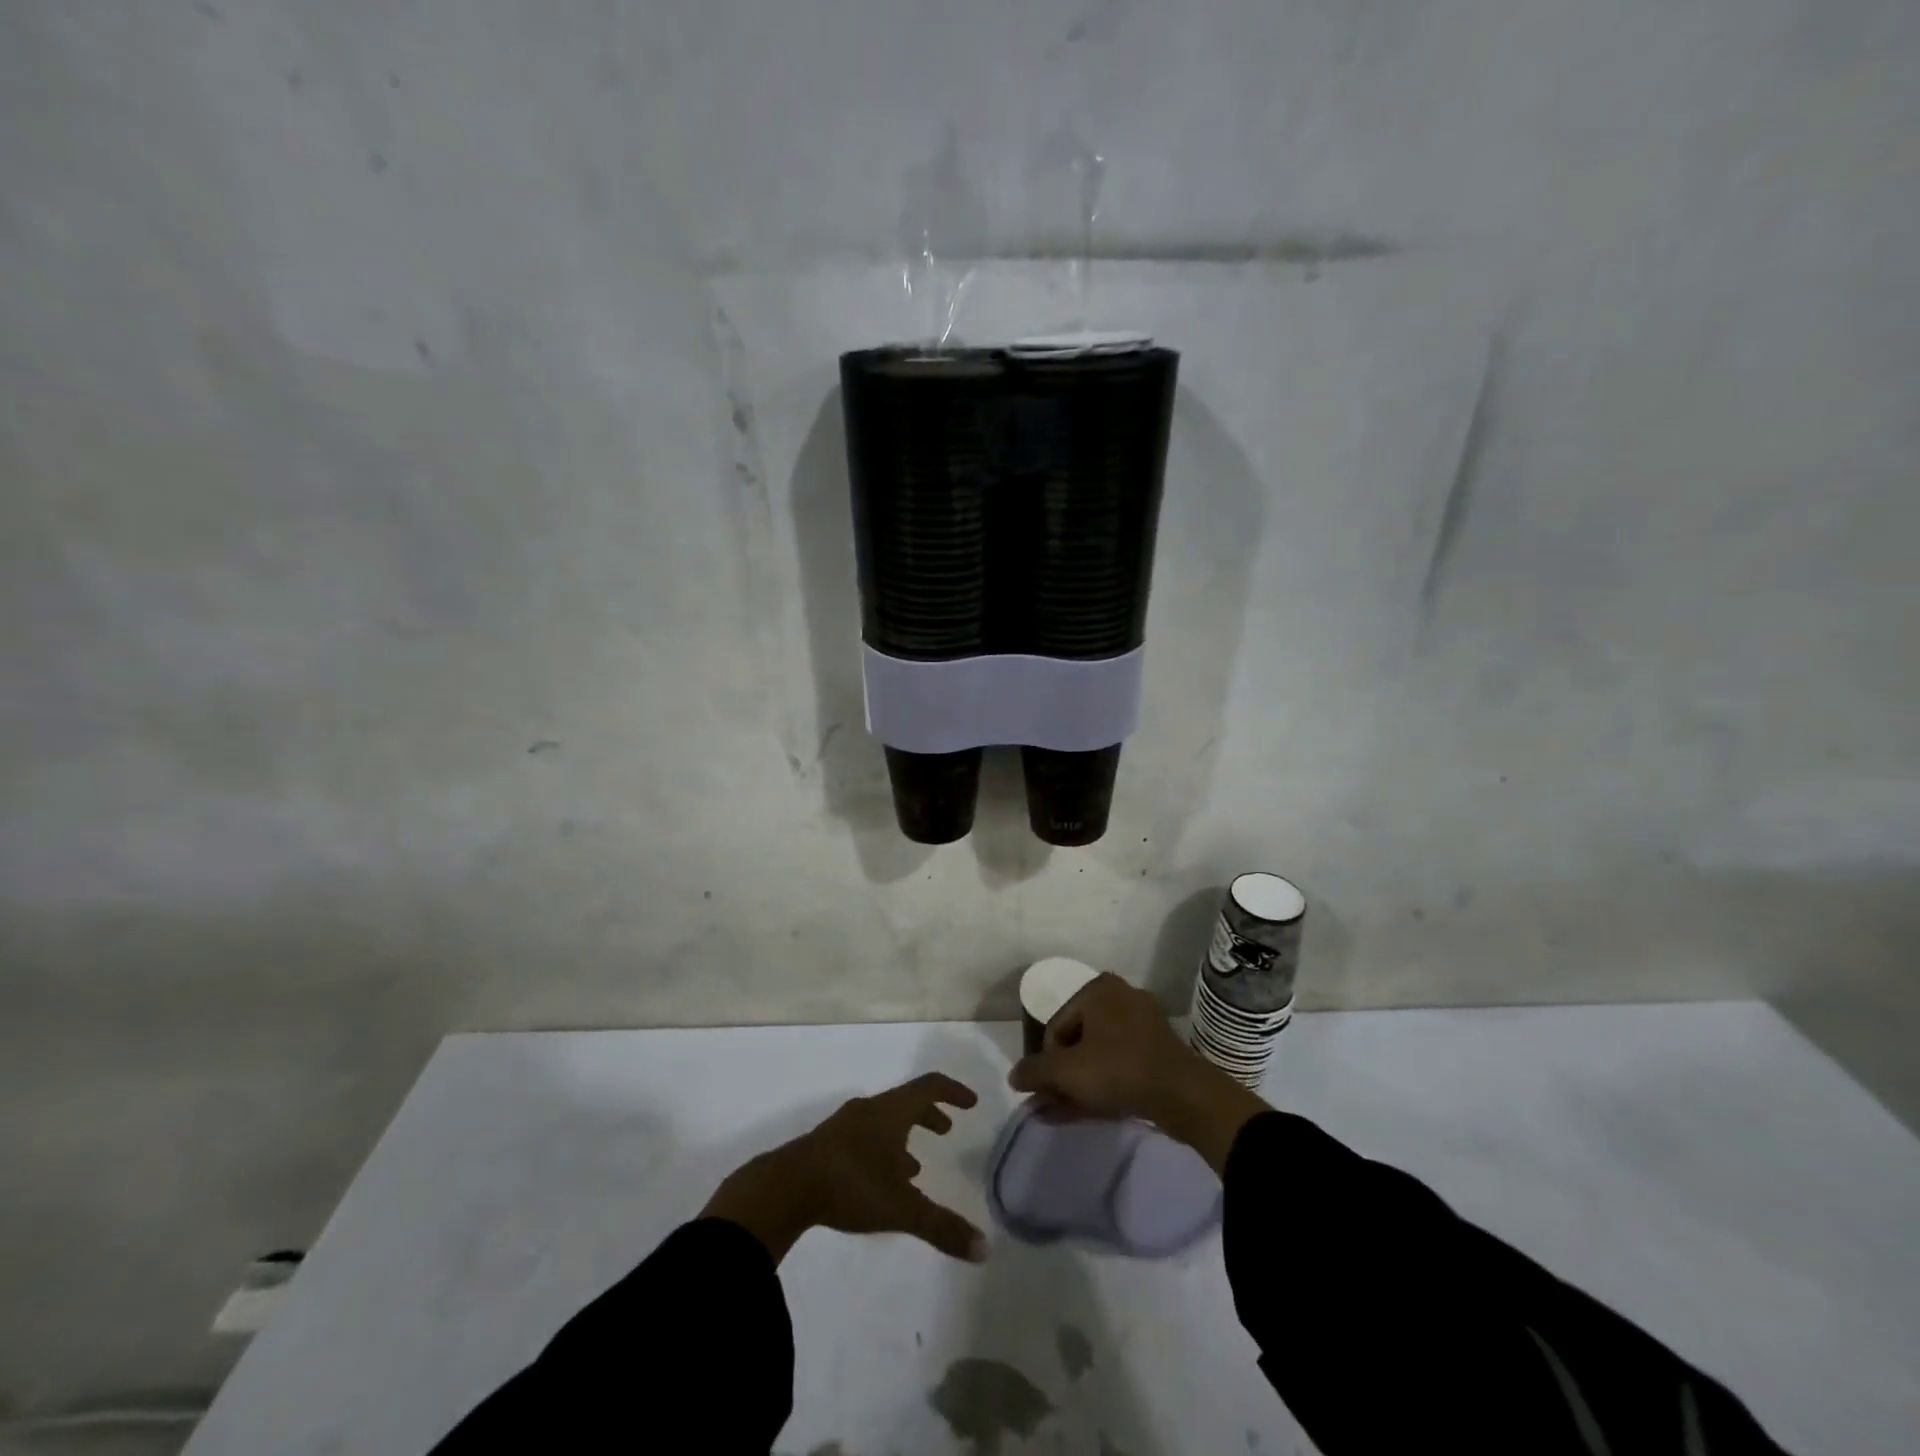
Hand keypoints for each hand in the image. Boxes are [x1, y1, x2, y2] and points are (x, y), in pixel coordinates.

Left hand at [702, 1073, 986, 1265]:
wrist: (784, 1187)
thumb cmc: (851, 1185)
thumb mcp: (902, 1208)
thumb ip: (942, 1227)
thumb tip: (985, 1249)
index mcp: (890, 1111)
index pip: (929, 1087)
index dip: (952, 1092)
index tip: (970, 1103)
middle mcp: (869, 1110)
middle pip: (905, 1102)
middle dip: (928, 1115)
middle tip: (946, 1131)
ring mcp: (843, 1126)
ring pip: (882, 1122)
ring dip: (903, 1137)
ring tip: (914, 1168)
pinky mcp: (825, 1147)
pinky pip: (863, 1138)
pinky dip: (881, 1151)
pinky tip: (878, 1182)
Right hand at [1007, 972, 1268, 1172]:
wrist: (1183, 1094)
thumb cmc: (1118, 1069)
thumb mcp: (1067, 1072)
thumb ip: (1035, 1072)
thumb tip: (1014, 1076)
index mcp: (1098, 989)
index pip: (1057, 1027)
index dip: (1047, 1062)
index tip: (1048, 1091)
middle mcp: (1121, 996)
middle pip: (1079, 1040)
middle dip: (1064, 1074)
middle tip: (1054, 1104)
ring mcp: (1144, 1022)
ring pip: (1100, 1054)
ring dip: (1081, 1082)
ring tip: (1067, 1112)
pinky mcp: (1160, 1049)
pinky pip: (1122, 1063)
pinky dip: (1106, 1083)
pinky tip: (1092, 1110)